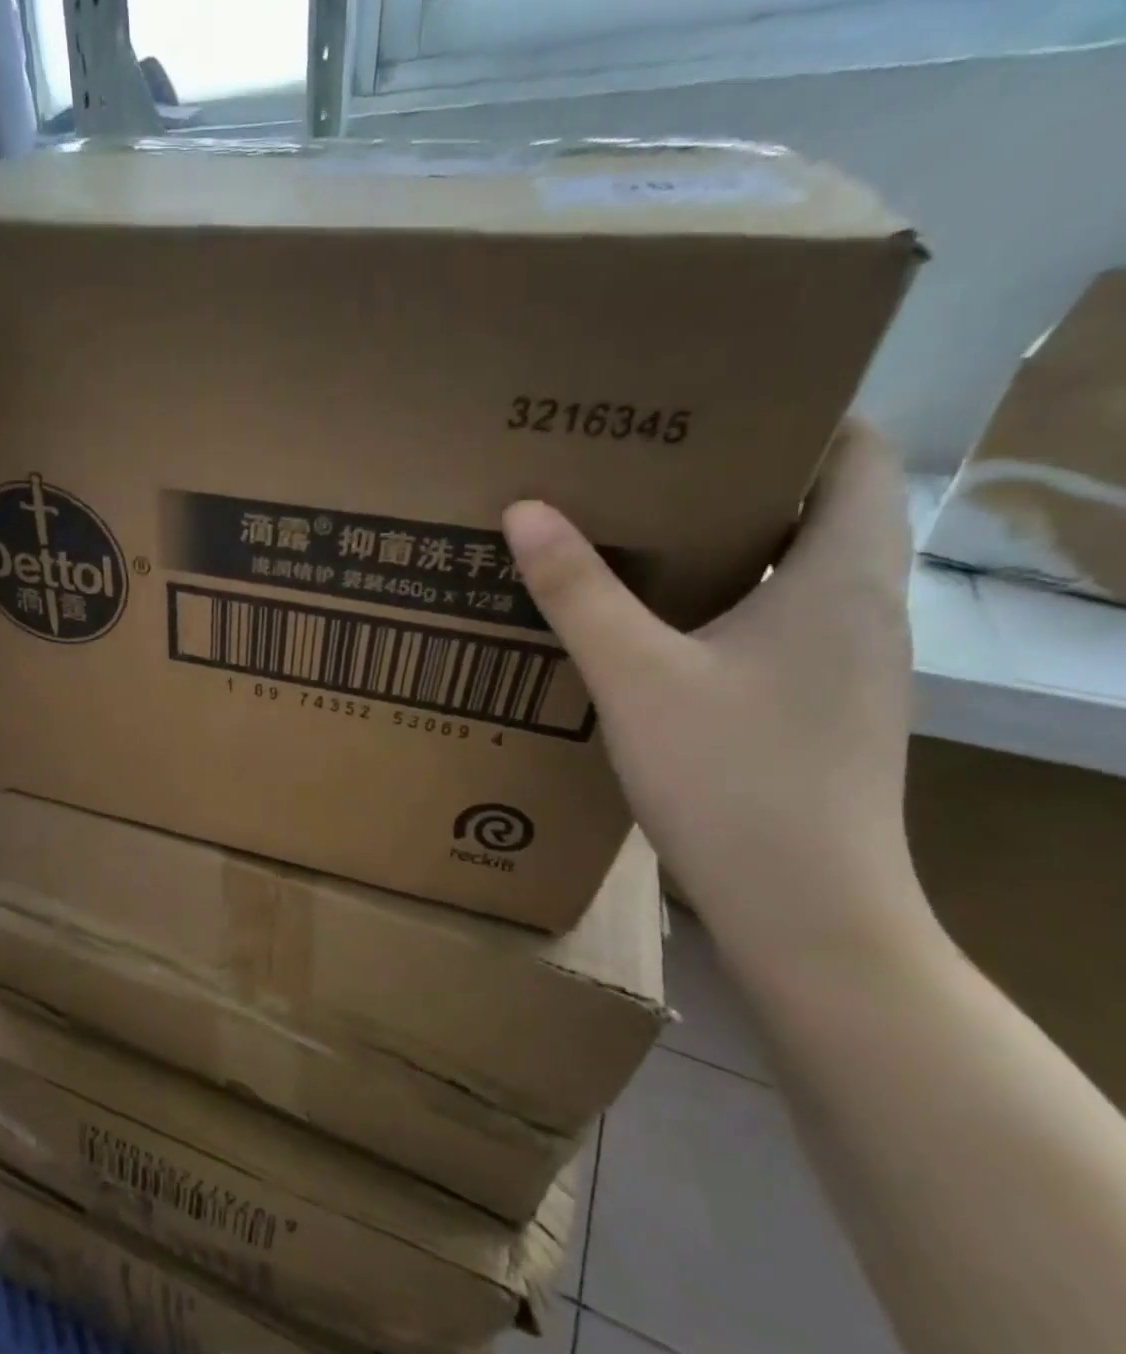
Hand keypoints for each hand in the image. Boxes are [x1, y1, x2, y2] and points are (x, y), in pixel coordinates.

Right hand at [503, 421, 918, 961]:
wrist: (803, 907)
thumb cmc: (730, 777)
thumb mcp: (635, 676)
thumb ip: (578, 591)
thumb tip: (525, 510)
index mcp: (841, 576)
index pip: (858, 452)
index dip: (796, 417)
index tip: (707, 412)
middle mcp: (863, 610)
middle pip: (819, 511)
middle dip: (738, 483)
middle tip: (644, 473)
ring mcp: (848, 667)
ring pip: (795, 576)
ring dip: (729, 552)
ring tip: (639, 545)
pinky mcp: (822, 711)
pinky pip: (778, 630)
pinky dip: (726, 612)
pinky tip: (658, 637)